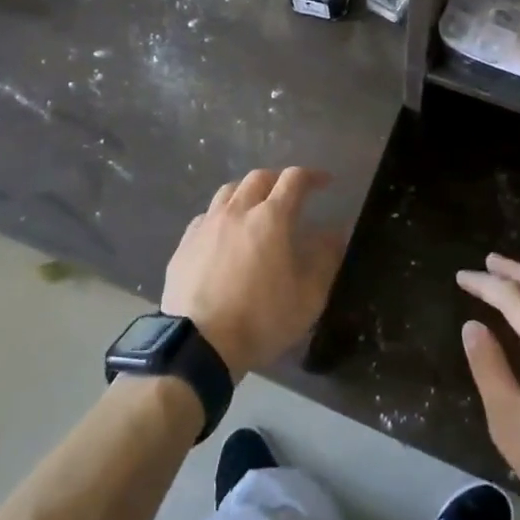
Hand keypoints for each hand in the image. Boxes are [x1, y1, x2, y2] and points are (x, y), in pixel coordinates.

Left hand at [163, 168, 343, 377]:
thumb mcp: (308, 297)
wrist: (199, 344)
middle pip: (258, 177)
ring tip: (256, 207)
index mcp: (270, 218)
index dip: (312, 175)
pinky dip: (222, 214)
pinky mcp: (185, 243)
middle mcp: (237, 211)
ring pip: (229, 190)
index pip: (294, 180)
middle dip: (278, 179)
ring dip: (247, 191)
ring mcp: (207, 224)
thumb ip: (325, 259)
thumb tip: (335, 232)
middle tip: (290, 194)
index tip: (325, 182)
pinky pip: (206, 215)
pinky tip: (224, 233)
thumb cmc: (260, 320)